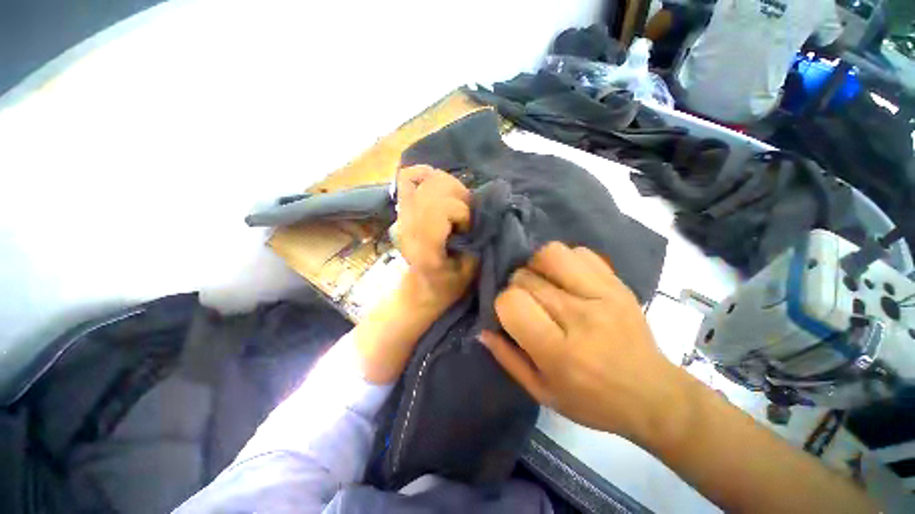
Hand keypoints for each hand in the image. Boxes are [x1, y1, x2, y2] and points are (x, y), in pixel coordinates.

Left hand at [394, 165, 477, 315]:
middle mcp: (408, 226)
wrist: (420, 289)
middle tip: (464, 217)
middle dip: (459, 198)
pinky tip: (439, 187)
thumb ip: (475, 241)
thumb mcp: (469, 272)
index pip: (440, 208)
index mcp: (425, 247)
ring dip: (450, 188)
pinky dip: (426, 175)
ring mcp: (401, 215)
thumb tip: (478, 213)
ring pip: (427, 179)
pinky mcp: (401, 208)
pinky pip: (408, 177)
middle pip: (435, 188)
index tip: (467, 229)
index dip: (462, 213)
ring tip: (456, 207)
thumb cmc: (447, 285)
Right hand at [480, 242, 685, 443]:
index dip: (503, 304)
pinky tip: (566, 278)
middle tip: (527, 303)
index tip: (510, 315)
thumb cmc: (593, 401)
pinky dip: (564, 260)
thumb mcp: (542, 392)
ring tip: (542, 282)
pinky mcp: (617, 283)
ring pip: (550, 254)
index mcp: (558, 350)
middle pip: (526, 277)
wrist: (654, 395)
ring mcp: (602, 293)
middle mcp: (579, 316)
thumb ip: (508, 358)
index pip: (512, 302)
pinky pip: (579, 252)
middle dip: (516, 287)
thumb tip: (483, 329)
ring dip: (536, 265)